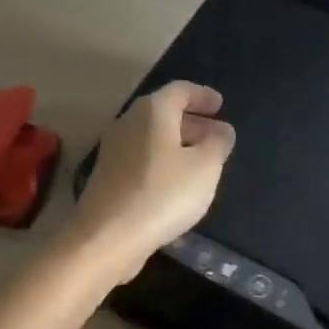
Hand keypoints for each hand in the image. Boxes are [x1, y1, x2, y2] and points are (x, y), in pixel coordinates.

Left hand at [66, 81, 235, 282]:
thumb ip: (218, 144)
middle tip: (216, 135)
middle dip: (192, 121)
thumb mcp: (205, 167)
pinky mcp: (108, 176)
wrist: (107, 237)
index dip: (202, 95)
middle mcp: (129, 122)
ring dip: (178, 143)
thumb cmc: (163, 193)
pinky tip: (177, 184)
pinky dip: (163, 161)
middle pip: (164, 112)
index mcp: (152, 111)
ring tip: (202, 161)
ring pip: (152, 137)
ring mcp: (114, 150)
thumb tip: (222, 130)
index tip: (220, 105)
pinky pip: (142, 158)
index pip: (180, 90)